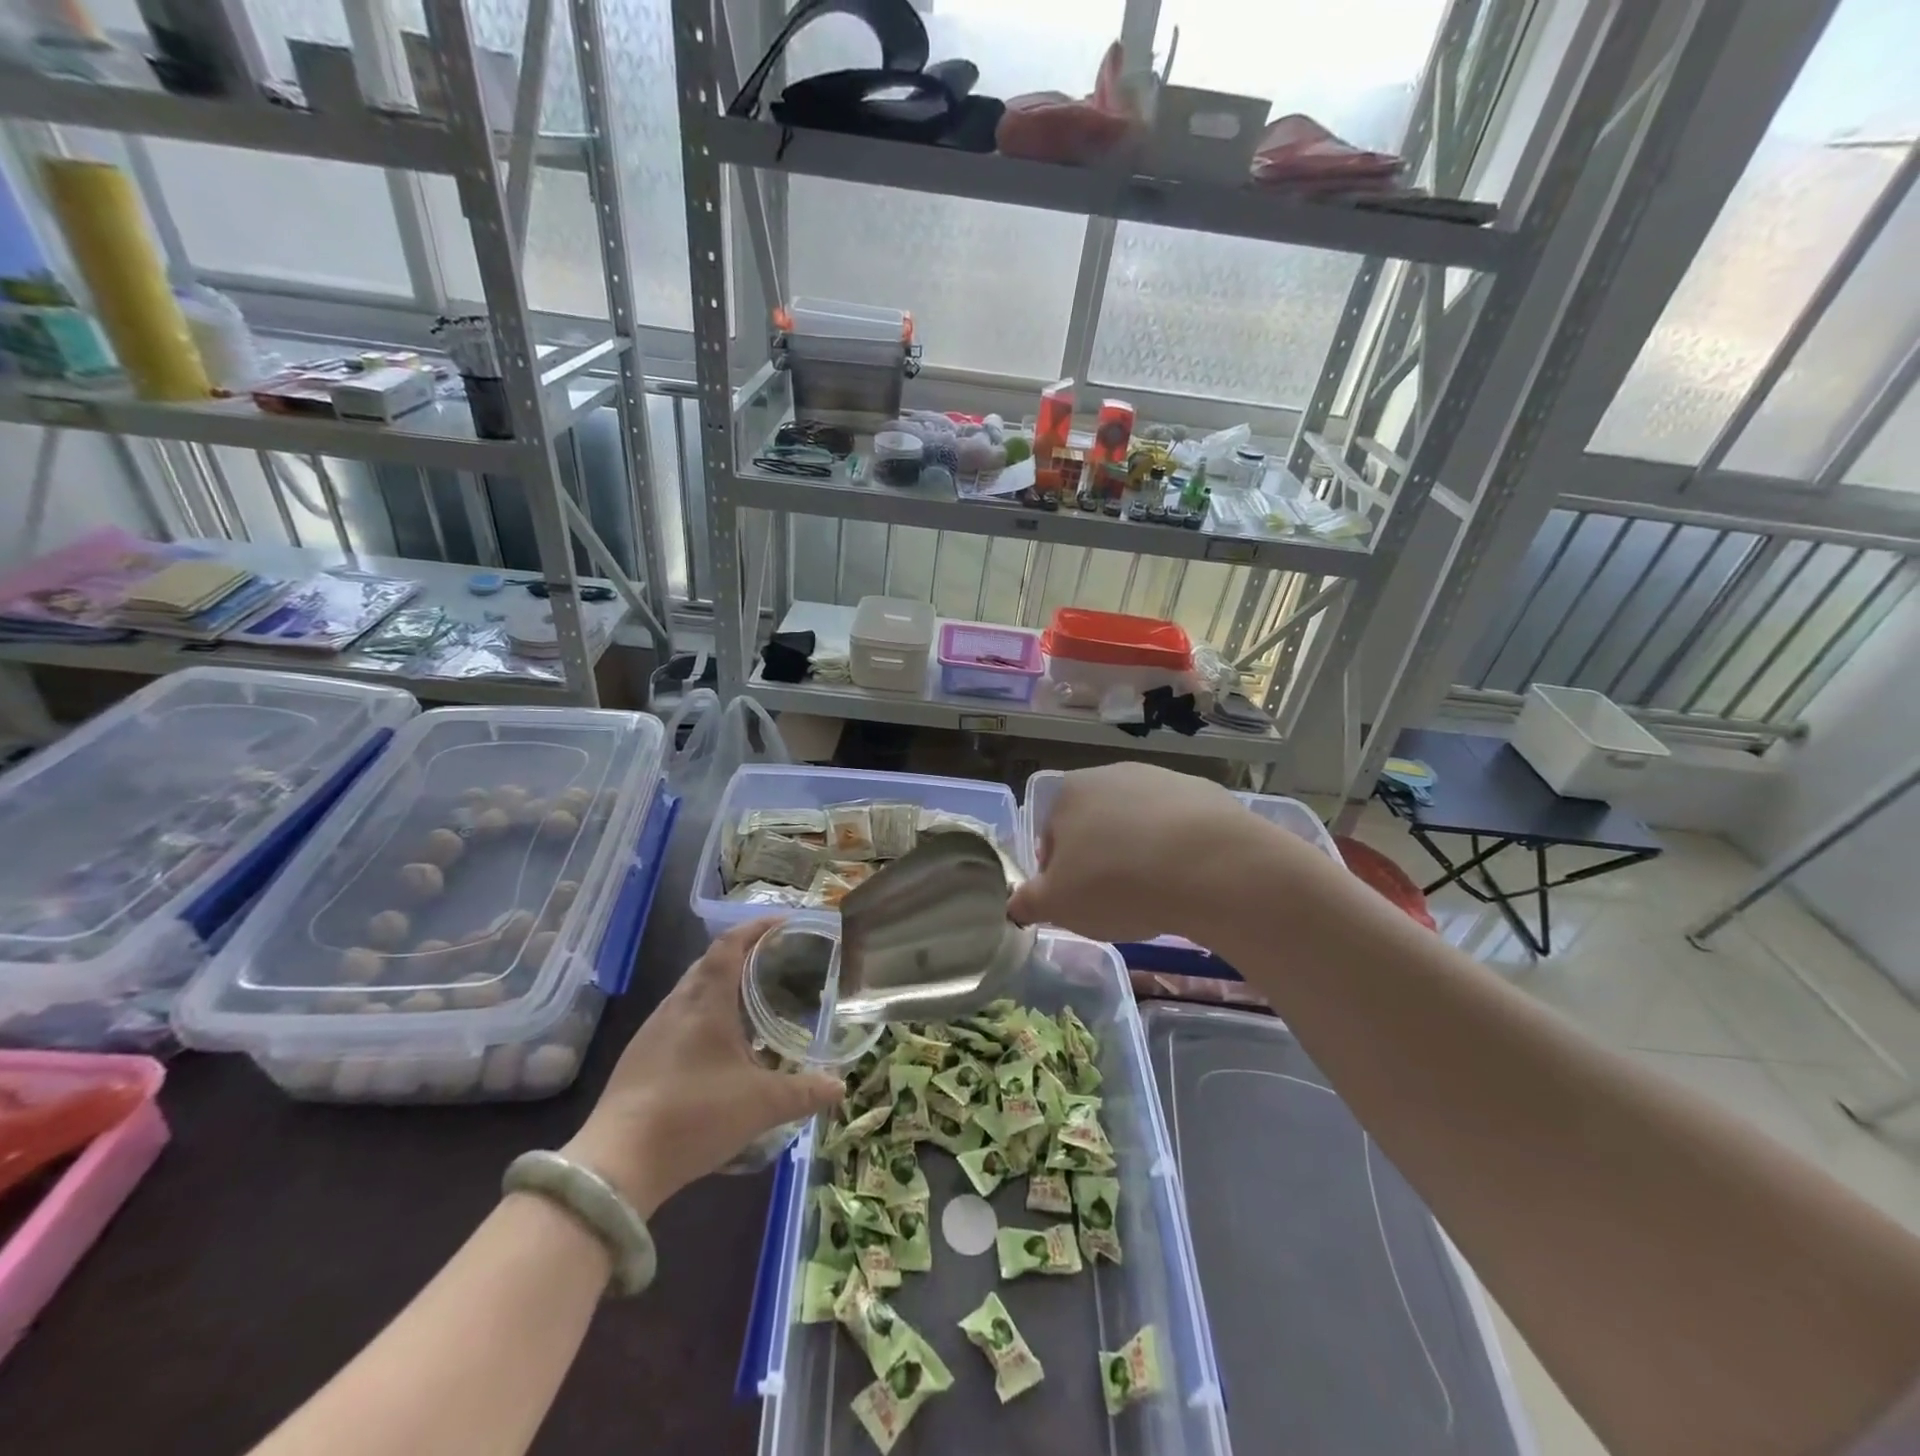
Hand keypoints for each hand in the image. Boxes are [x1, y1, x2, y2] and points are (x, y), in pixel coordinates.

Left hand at [563, 920, 841, 1214]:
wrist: (617, 1165)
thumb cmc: (694, 1116)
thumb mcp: (761, 1105)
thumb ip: (804, 1093)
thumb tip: (841, 1088)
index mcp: (706, 1001)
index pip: (730, 944)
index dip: (756, 927)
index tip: (785, 924)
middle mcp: (677, 1005)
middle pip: (710, 962)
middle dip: (743, 954)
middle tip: (776, 962)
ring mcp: (653, 1031)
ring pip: (691, 990)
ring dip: (721, 985)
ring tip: (753, 1000)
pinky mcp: (639, 1057)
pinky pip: (678, 1017)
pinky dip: (704, 1014)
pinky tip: (719, 1044)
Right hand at [1010, 764, 1265, 942]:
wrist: (1209, 865)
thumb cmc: (1115, 881)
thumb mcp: (1057, 904)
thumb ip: (1028, 902)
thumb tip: (1014, 905)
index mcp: (1069, 792)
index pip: (1051, 838)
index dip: (1060, 875)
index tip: (1079, 902)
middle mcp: (1112, 774)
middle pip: (1096, 827)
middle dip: (1102, 861)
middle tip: (1116, 901)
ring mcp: (1162, 779)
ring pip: (1140, 826)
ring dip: (1141, 855)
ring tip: (1157, 894)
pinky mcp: (1205, 793)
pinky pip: (1181, 830)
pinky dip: (1180, 852)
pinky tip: (1190, 881)